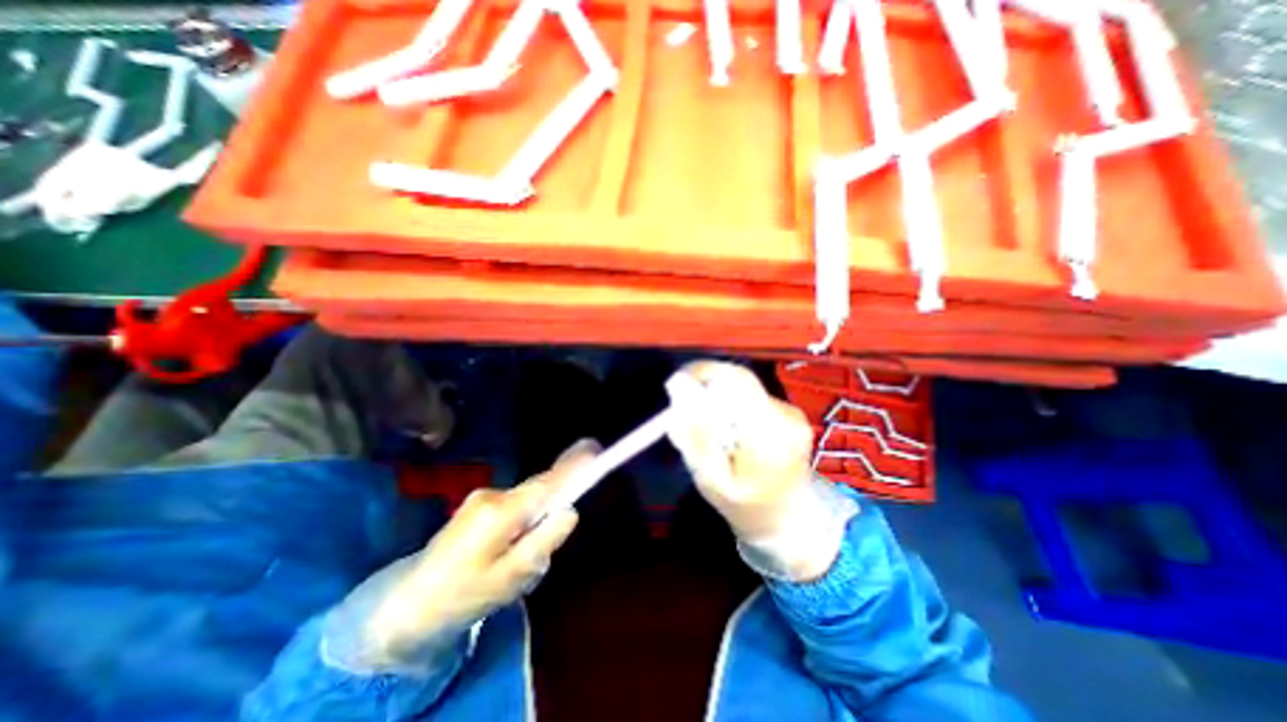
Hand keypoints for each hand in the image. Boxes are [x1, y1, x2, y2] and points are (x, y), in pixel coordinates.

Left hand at [349, 446, 593, 670]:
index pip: (547, 482)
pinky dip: (519, 526)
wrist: (404, 607)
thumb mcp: (511, 577)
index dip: (572, 465)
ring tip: (512, 566)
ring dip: (533, 524)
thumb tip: (570, 511)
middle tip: (536, 555)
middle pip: (539, 490)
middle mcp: (493, 494)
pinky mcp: (477, 505)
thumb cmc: (462, 596)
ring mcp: (482, 497)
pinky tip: (500, 558)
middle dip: (550, 511)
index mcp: (502, 511)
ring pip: (527, 502)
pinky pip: (513, 508)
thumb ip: (544, 540)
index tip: (594, 449)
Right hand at [662, 361, 850, 580]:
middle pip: (738, 380)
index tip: (675, 385)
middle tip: (685, 412)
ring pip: (742, 388)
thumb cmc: (744, 505)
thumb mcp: (711, 479)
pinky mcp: (790, 412)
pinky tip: (729, 434)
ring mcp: (792, 412)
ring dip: (718, 400)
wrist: (788, 519)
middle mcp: (786, 416)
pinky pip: (750, 397)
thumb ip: (695, 432)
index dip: (703, 373)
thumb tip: (677, 384)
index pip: (736, 381)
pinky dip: (732, 408)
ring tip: (711, 433)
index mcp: (770, 436)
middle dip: (706, 388)